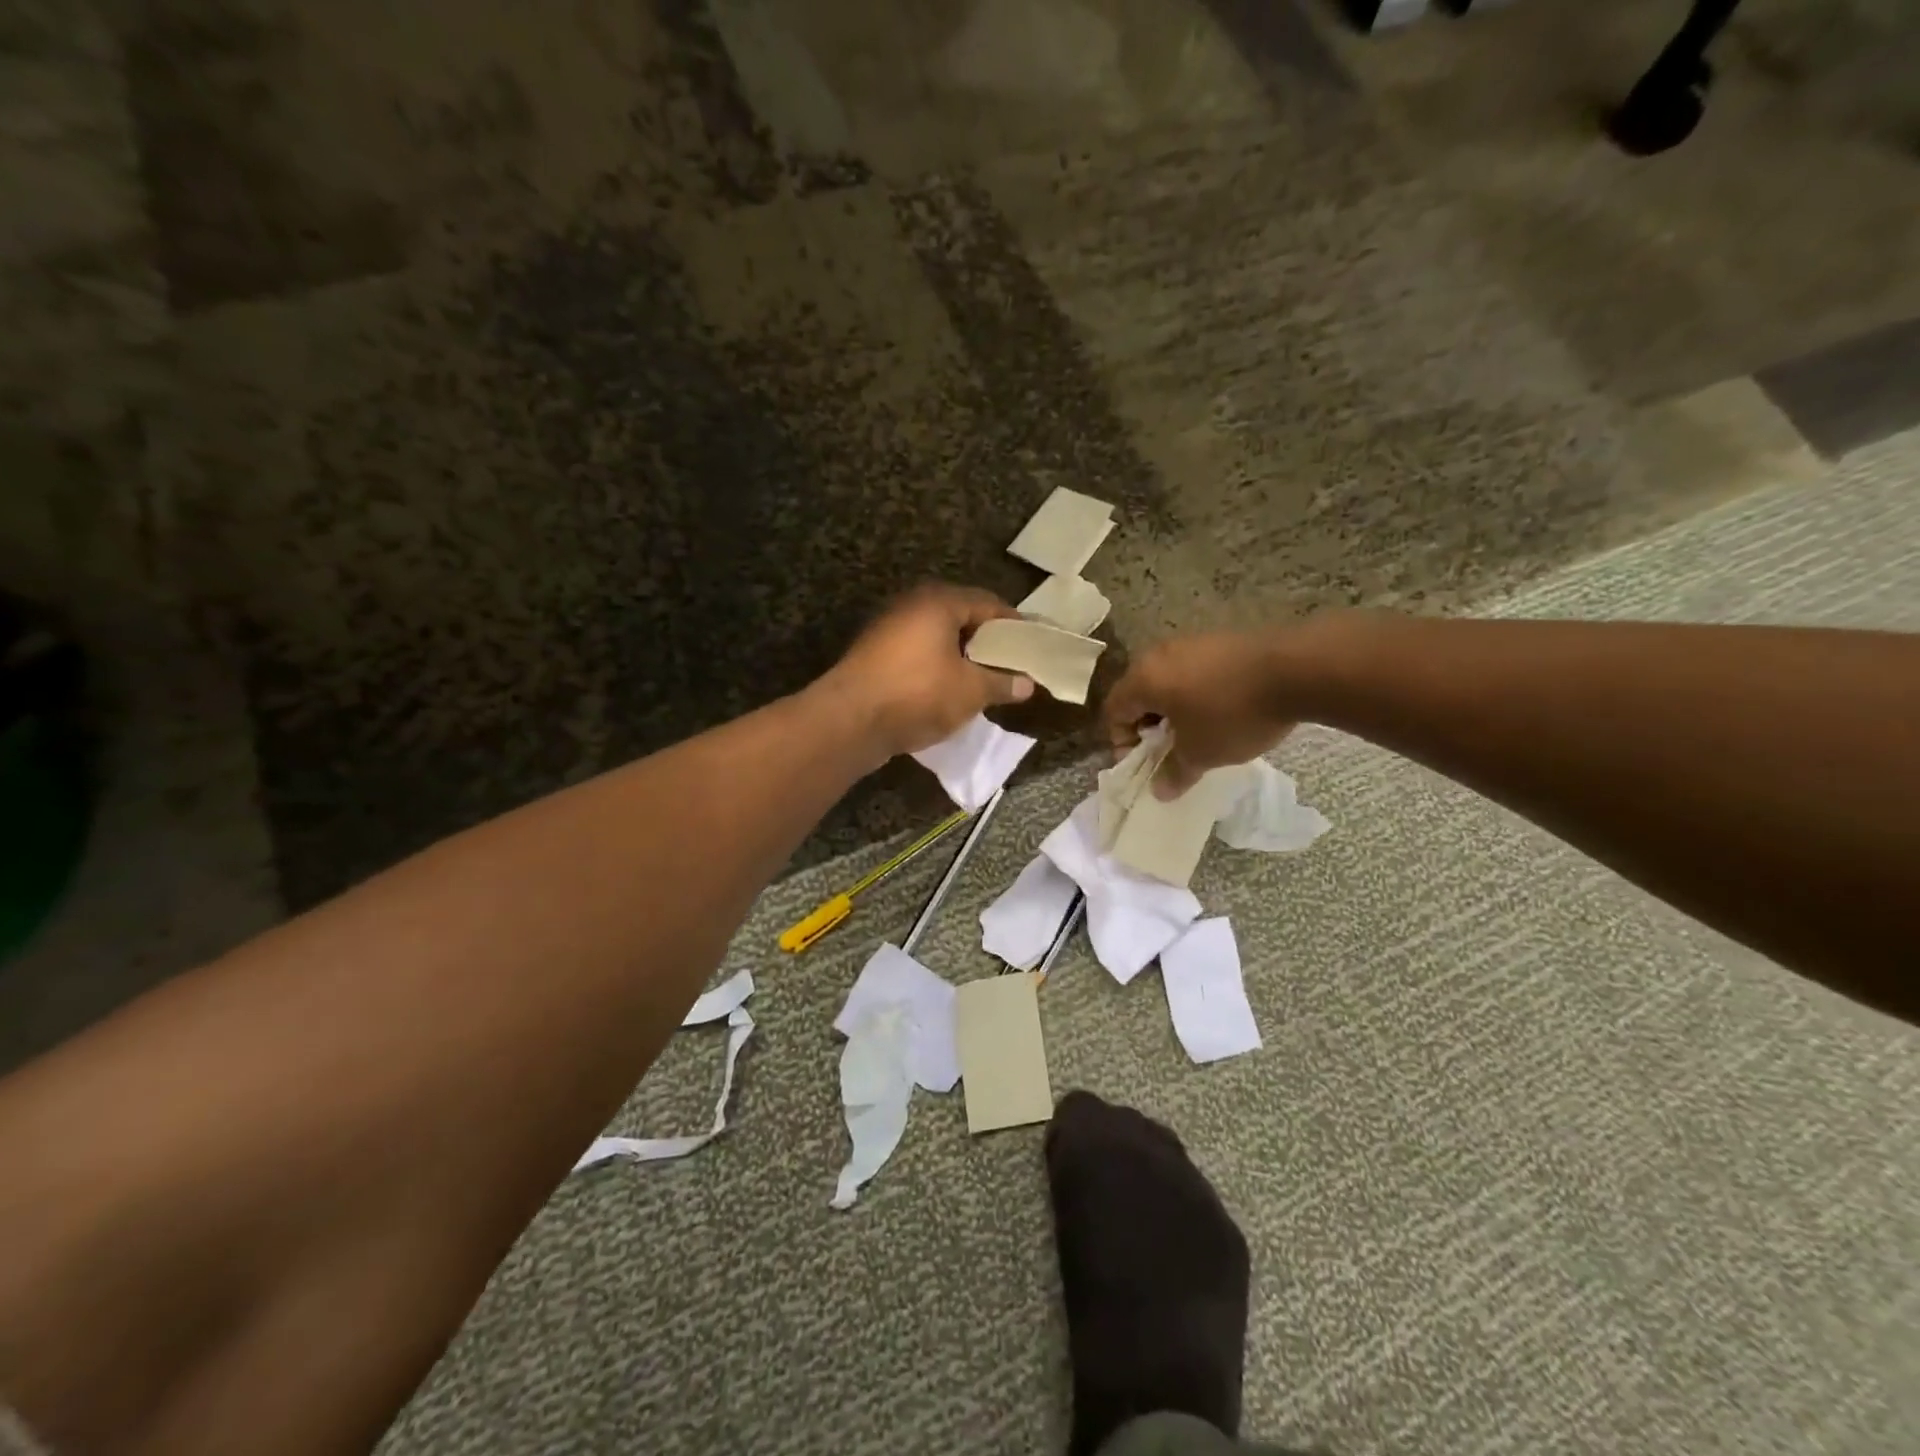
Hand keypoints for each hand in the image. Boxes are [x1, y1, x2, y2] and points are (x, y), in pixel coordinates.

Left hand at [822, 585, 1034, 759]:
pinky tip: (948, 690)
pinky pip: (917, 654)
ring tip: (983, 680)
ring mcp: (888, 629)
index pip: (988, 603)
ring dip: (960, 656)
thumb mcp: (971, 691)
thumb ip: (1002, 683)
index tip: (1031, 645)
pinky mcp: (873, 655)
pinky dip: (936, 667)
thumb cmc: (918, 694)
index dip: (1013, 624)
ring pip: (936, 637)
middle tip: (1009, 663)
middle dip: (986, 641)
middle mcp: (911, 605)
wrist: (850, 721)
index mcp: (938, 601)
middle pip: (960, 616)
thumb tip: (1027, 684)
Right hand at [1102, 631, 1297, 796]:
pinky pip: (1194, 671)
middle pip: (1138, 693)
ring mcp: (1191, 642)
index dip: (1121, 742)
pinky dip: (1196, 692)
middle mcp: (1159, 654)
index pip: (1113, 711)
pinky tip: (1223, 710)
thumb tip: (1160, 790)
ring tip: (1197, 732)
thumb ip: (1174, 773)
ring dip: (1173, 708)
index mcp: (1143, 679)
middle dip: (1148, 725)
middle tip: (1169, 750)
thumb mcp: (1201, 754)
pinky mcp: (1221, 640)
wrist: (1297, 670)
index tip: (1146, 764)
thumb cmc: (1233, 714)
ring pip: (1167, 680)